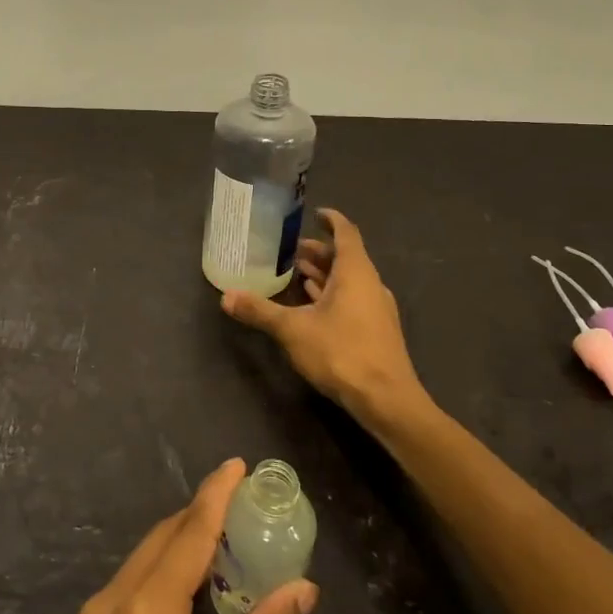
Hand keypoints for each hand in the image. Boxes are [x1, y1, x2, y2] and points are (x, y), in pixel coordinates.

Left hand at [50, 459, 317, 613]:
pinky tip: (191, 576)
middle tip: (240, 497)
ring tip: (225, 529)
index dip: (214, 496)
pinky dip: (162, 569)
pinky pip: (130, 585)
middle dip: (198, 515)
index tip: (236, 463)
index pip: (186, 536)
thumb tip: (304, 587)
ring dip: (180, 541)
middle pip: (160, 541)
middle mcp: (109, 606)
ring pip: (142, 560)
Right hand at [221, 208, 429, 428]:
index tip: (315, 213)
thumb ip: (260, 311)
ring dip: (325, 275)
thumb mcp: (293, 330)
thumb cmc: (341, 352)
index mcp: (355, 272)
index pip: (346, 233)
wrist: (386, 400)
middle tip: (292, 250)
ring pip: (350, 281)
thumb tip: (226, 296)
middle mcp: (370, 284)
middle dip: (319, 252)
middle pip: (346, 258)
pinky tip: (313, 307)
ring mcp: (377, 309)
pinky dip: (333, 295)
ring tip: (297, 274)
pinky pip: (353, 300)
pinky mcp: (376, 331)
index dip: (331, 220)